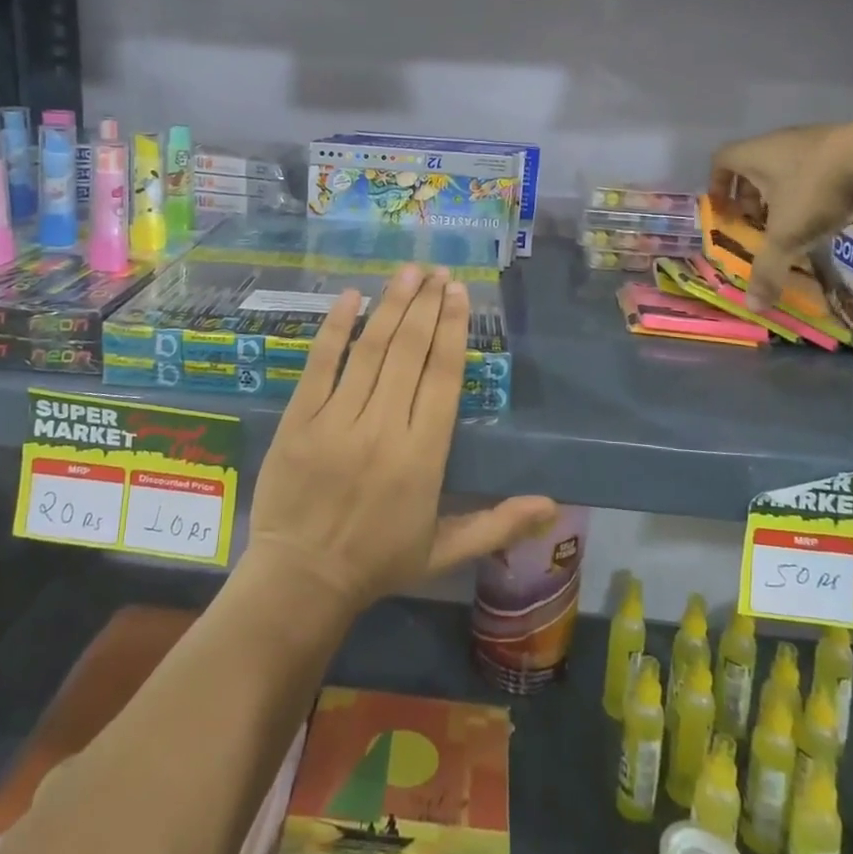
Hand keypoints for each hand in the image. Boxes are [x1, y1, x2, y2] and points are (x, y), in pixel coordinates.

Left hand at [246, 265, 557, 615]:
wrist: (300, 582)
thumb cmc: (377, 563)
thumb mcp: (444, 550)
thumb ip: (498, 524)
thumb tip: (553, 506)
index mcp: (422, 456)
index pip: (442, 377)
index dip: (452, 329)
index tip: (458, 293)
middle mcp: (383, 428)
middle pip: (409, 352)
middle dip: (426, 305)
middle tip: (437, 271)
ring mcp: (337, 420)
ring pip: (370, 350)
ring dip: (392, 305)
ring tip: (408, 271)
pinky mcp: (299, 420)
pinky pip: (319, 364)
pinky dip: (335, 328)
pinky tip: (351, 296)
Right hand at [710, 119, 852, 310]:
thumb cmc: (816, 190)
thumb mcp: (788, 235)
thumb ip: (768, 269)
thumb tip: (753, 306)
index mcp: (754, 155)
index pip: (721, 160)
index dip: (717, 184)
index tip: (724, 208)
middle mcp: (777, 141)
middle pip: (752, 163)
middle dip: (750, 193)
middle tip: (757, 220)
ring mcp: (812, 139)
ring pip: (784, 163)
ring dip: (781, 189)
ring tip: (793, 217)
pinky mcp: (843, 141)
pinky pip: (814, 162)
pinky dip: (811, 183)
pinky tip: (827, 206)